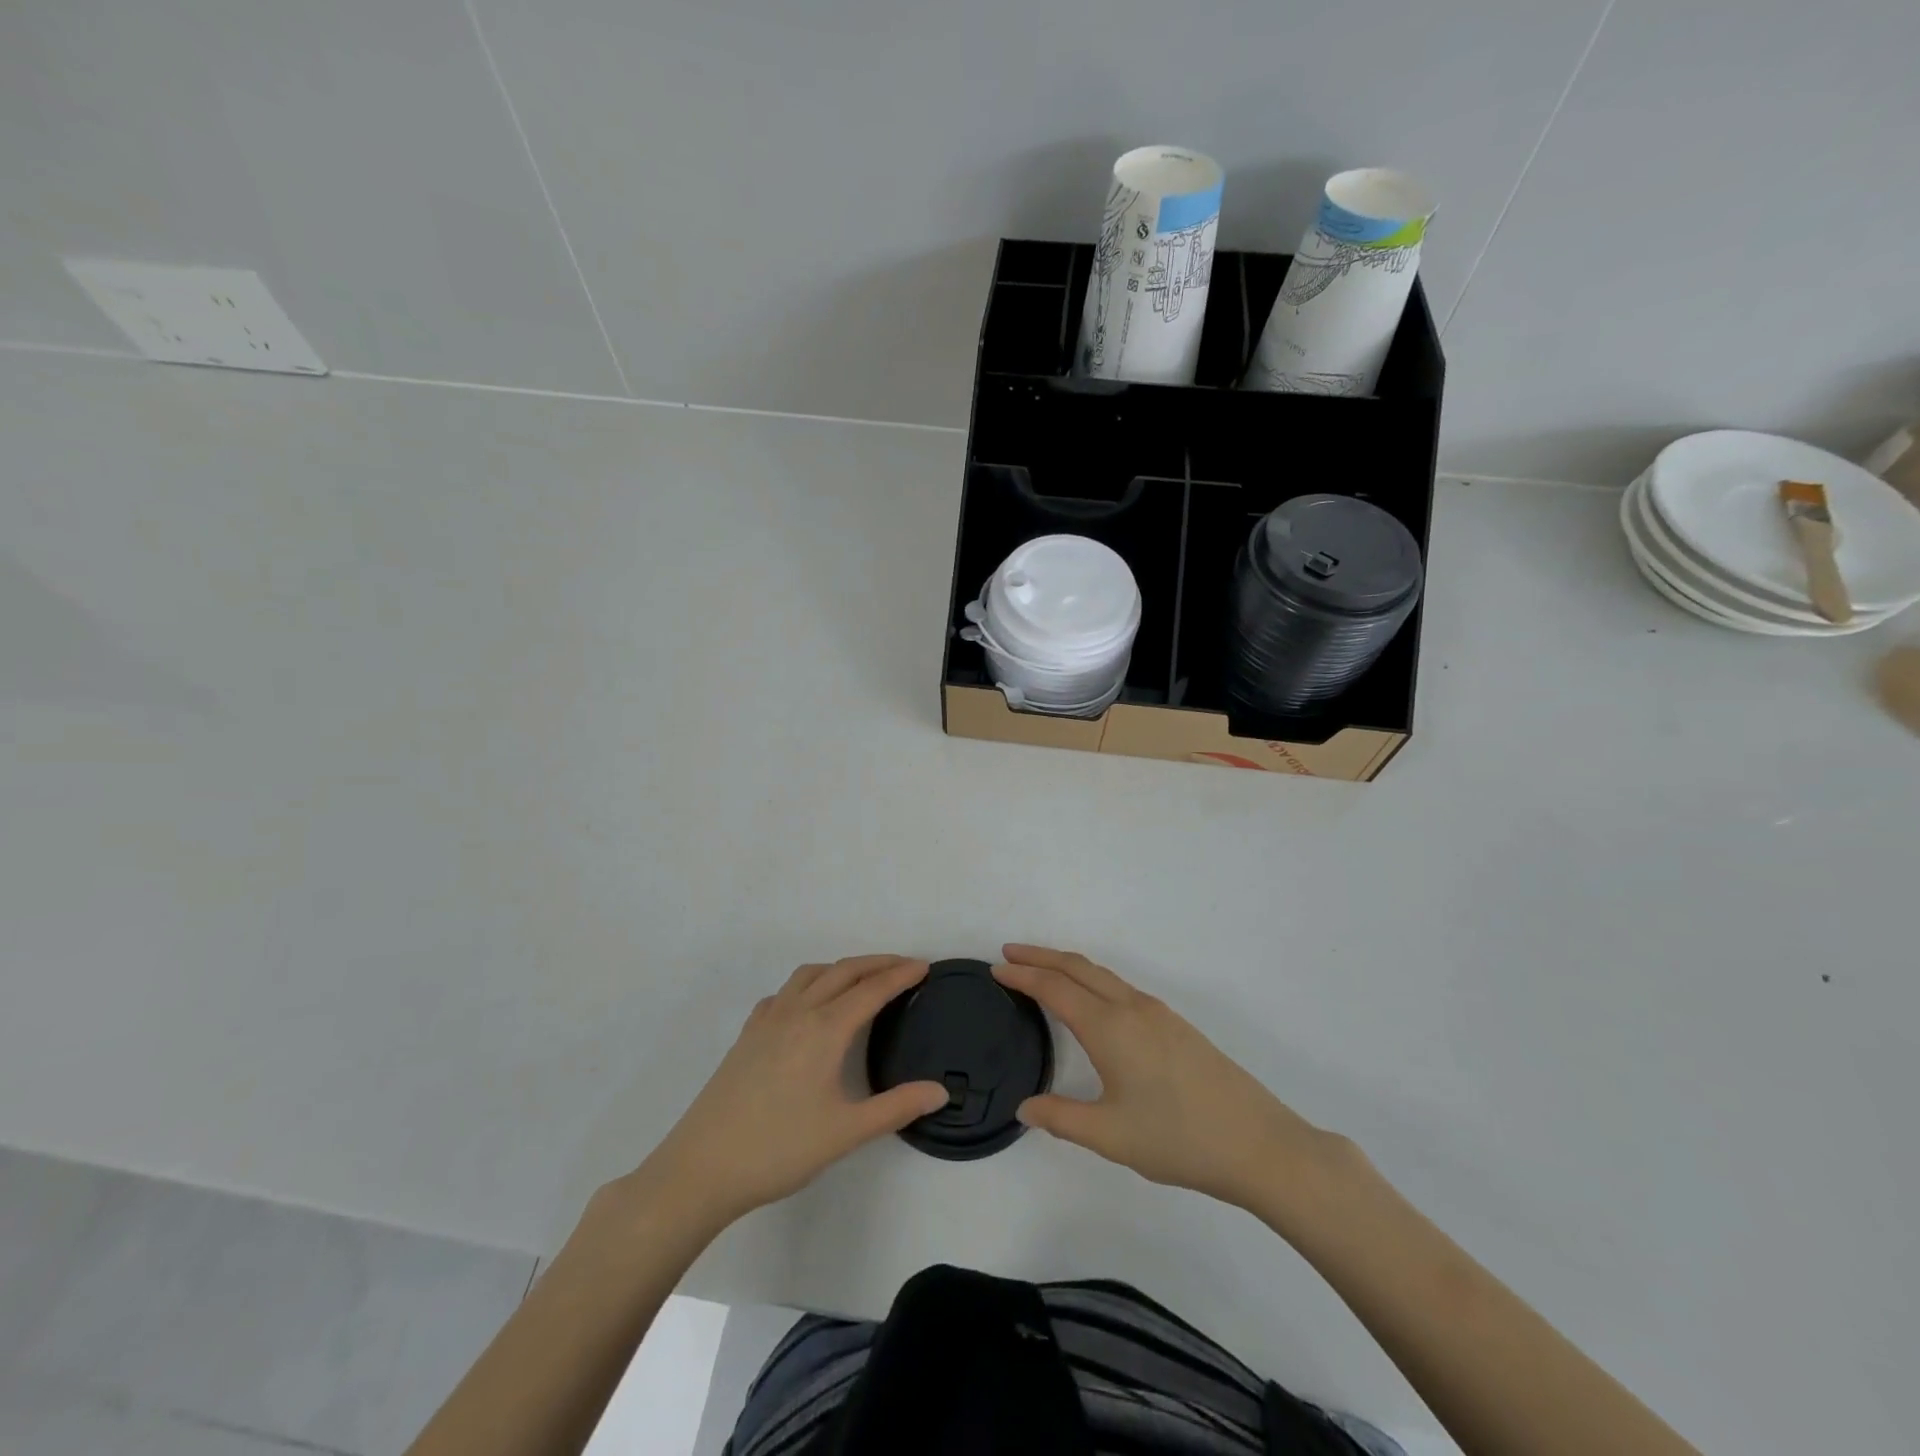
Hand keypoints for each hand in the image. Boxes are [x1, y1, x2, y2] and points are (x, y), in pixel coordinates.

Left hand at [632, 956, 948, 1232]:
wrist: (702, 1167)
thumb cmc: (779, 1149)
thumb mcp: (846, 1132)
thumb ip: (896, 1107)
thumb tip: (940, 1092)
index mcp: (825, 1029)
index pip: (872, 989)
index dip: (901, 975)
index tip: (925, 967)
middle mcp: (798, 1012)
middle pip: (843, 971)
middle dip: (877, 963)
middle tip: (905, 966)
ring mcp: (768, 1019)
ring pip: (810, 974)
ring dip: (841, 968)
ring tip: (861, 980)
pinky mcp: (748, 1034)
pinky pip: (784, 993)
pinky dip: (807, 985)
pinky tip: (808, 1008)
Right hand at [994, 945, 1341, 1211]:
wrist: (1257, 1142)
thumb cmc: (1178, 1139)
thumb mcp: (1110, 1136)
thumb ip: (1061, 1118)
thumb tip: (1024, 1107)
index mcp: (1109, 1028)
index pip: (1054, 989)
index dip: (1022, 976)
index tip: (995, 968)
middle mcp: (1131, 1008)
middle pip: (1078, 967)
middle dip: (1041, 956)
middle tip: (1009, 953)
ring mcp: (1157, 1013)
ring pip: (1102, 975)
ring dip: (1067, 965)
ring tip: (1042, 970)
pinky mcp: (1175, 1025)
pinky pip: (1121, 987)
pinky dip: (1092, 979)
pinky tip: (1091, 1001)